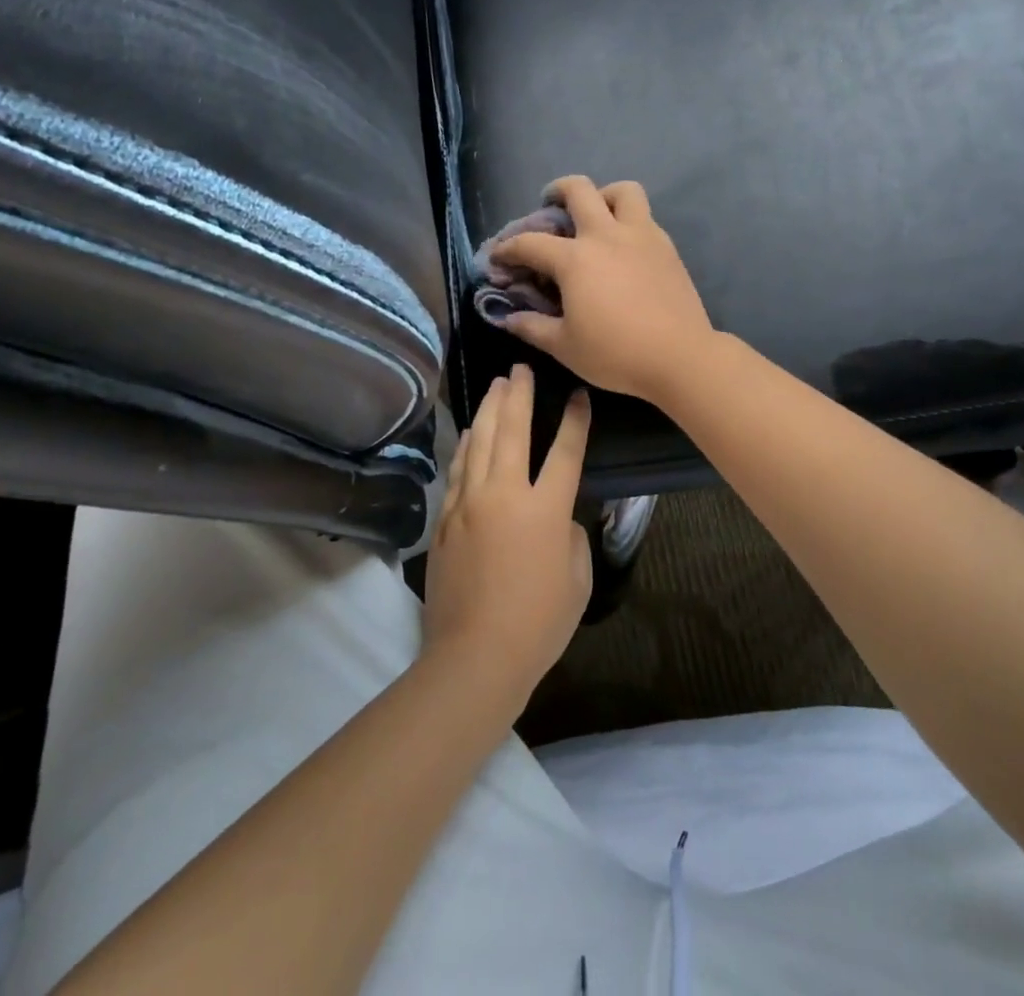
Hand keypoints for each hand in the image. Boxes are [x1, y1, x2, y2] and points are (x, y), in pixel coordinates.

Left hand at [421, 364, 591, 699]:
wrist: (475, 655)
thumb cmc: (538, 623)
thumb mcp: (577, 580)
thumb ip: (571, 538)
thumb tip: (557, 520)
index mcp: (545, 509)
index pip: (565, 451)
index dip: (574, 420)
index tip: (577, 394)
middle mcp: (504, 494)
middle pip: (512, 431)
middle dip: (518, 395)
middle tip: (520, 368)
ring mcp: (469, 503)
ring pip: (479, 443)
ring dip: (489, 410)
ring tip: (495, 386)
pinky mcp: (446, 519)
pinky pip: (458, 470)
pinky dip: (466, 446)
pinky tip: (470, 432)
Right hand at [490, 175, 716, 403]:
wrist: (680, 356)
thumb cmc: (616, 353)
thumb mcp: (565, 346)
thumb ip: (532, 327)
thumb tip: (508, 317)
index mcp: (575, 259)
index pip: (530, 243)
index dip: (507, 249)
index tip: (497, 258)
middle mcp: (606, 235)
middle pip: (578, 190)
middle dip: (556, 191)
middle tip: (549, 205)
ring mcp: (641, 236)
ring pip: (622, 191)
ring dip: (603, 195)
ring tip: (596, 214)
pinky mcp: (666, 247)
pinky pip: (644, 217)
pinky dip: (628, 220)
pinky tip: (623, 247)